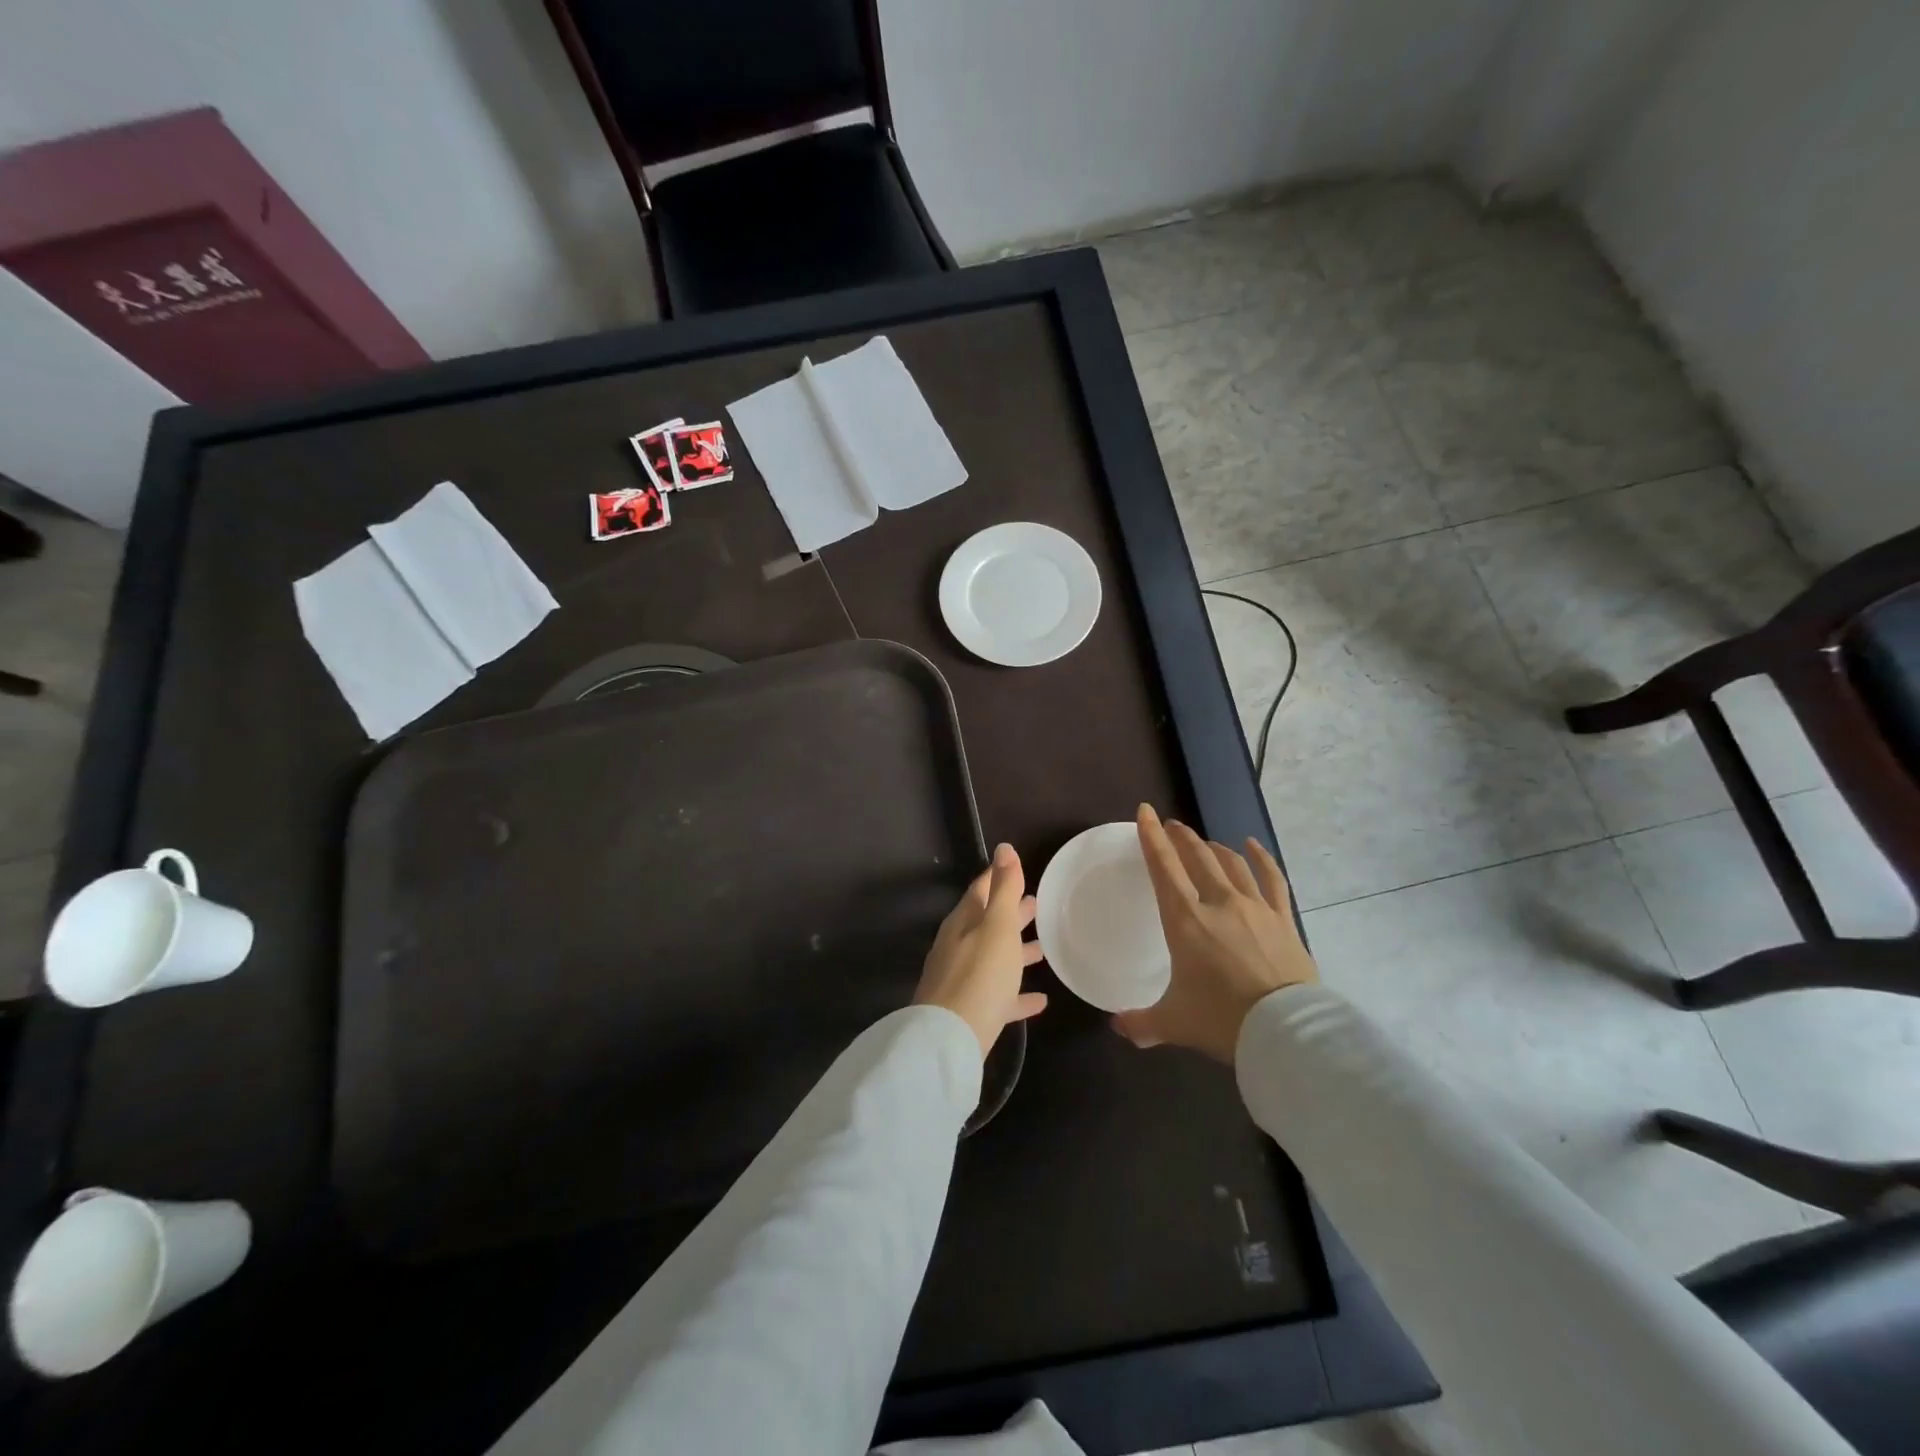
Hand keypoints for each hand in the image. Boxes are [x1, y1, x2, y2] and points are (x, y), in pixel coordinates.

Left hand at [914, 843, 1048, 1058]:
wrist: (949, 1041)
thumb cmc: (979, 975)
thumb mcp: (996, 926)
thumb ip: (1003, 888)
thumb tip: (1004, 847)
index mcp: (963, 923)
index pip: (980, 889)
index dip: (998, 877)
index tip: (1016, 868)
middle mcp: (958, 947)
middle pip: (987, 924)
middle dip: (1010, 913)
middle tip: (1036, 905)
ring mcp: (962, 980)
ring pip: (993, 959)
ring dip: (1016, 952)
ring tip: (1044, 950)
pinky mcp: (970, 1012)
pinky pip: (998, 996)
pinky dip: (1016, 994)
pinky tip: (1040, 1000)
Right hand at [1113, 804, 1317, 1062]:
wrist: (1287, 1032)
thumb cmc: (1222, 1020)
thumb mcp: (1174, 1022)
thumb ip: (1142, 1023)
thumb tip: (1117, 1028)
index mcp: (1185, 920)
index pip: (1163, 867)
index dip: (1151, 837)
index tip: (1145, 812)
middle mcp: (1218, 902)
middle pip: (1197, 857)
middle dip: (1181, 838)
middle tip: (1172, 826)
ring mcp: (1255, 907)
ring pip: (1231, 863)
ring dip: (1214, 848)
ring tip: (1205, 842)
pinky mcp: (1283, 920)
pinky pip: (1272, 879)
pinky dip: (1261, 859)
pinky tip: (1253, 846)